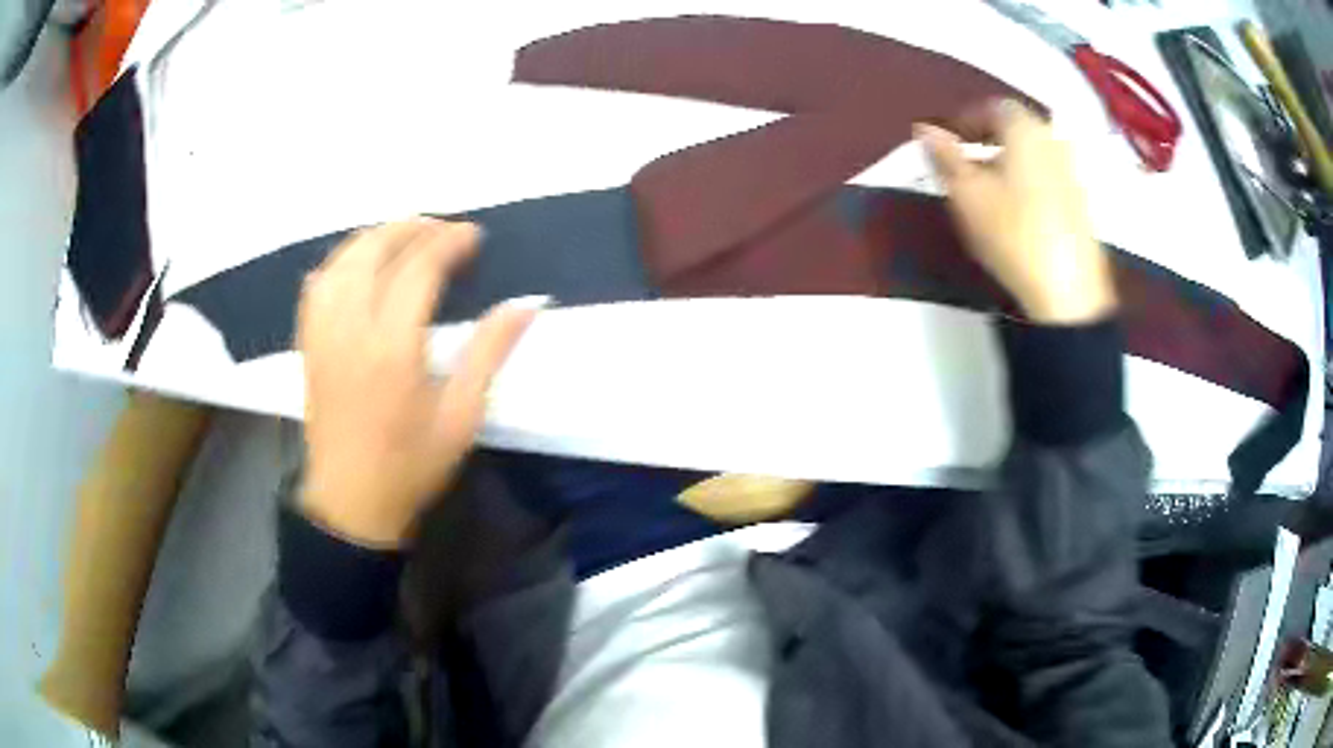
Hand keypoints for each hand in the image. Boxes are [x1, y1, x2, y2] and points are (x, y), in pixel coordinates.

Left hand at [297, 218, 539, 547]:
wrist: (351, 502)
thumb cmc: (411, 465)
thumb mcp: (462, 417)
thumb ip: (489, 354)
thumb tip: (526, 305)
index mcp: (392, 349)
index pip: (418, 269)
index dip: (448, 243)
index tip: (473, 235)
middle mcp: (351, 330)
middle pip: (375, 251)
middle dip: (411, 228)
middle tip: (443, 229)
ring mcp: (323, 334)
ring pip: (342, 260)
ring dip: (375, 237)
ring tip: (405, 237)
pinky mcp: (309, 344)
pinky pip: (317, 284)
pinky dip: (340, 262)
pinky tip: (358, 265)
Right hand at [917, 100, 1116, 324]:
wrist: (1068, 292)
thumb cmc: (1013, 232)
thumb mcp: (967, 193)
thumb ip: (944, 156)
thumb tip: (924, 128)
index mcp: (1025, 129)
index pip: (992, 106)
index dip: (966, 119)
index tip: (948, 141)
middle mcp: (1053, 141)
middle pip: (1016, 128)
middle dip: (988, 139)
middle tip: (965, 162)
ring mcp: (1072, 173)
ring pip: (1033, 154)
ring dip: (1008, 161)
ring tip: (988, 190)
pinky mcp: (1082, 204)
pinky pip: (1048, 177)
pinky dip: (1028, 182)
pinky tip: (1016, 211)